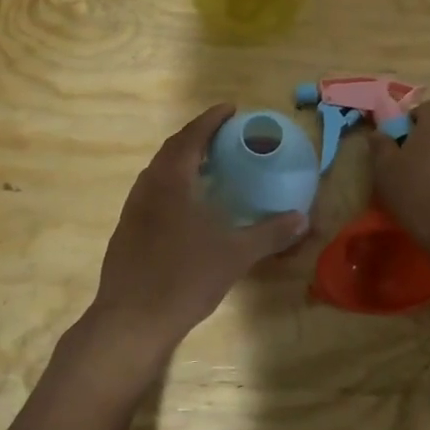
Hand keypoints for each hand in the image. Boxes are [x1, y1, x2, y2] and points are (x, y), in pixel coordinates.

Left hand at [79, 104, 306, 387]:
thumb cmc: (183, 279)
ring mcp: (133, 209)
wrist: (130, 321)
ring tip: (208, 164)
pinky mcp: (127, 230)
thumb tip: (303, 218)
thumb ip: (269, 234)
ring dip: (182, 160)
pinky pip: (152, 192)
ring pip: (159, 171)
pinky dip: (172, 184)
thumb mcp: (234, 255)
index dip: (211, 119)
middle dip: (197, 136)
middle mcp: (148, 187)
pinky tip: (187, 205)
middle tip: (223, 135)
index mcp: (171, 181)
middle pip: (172, 149)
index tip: (231, 109)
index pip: (191, 136)